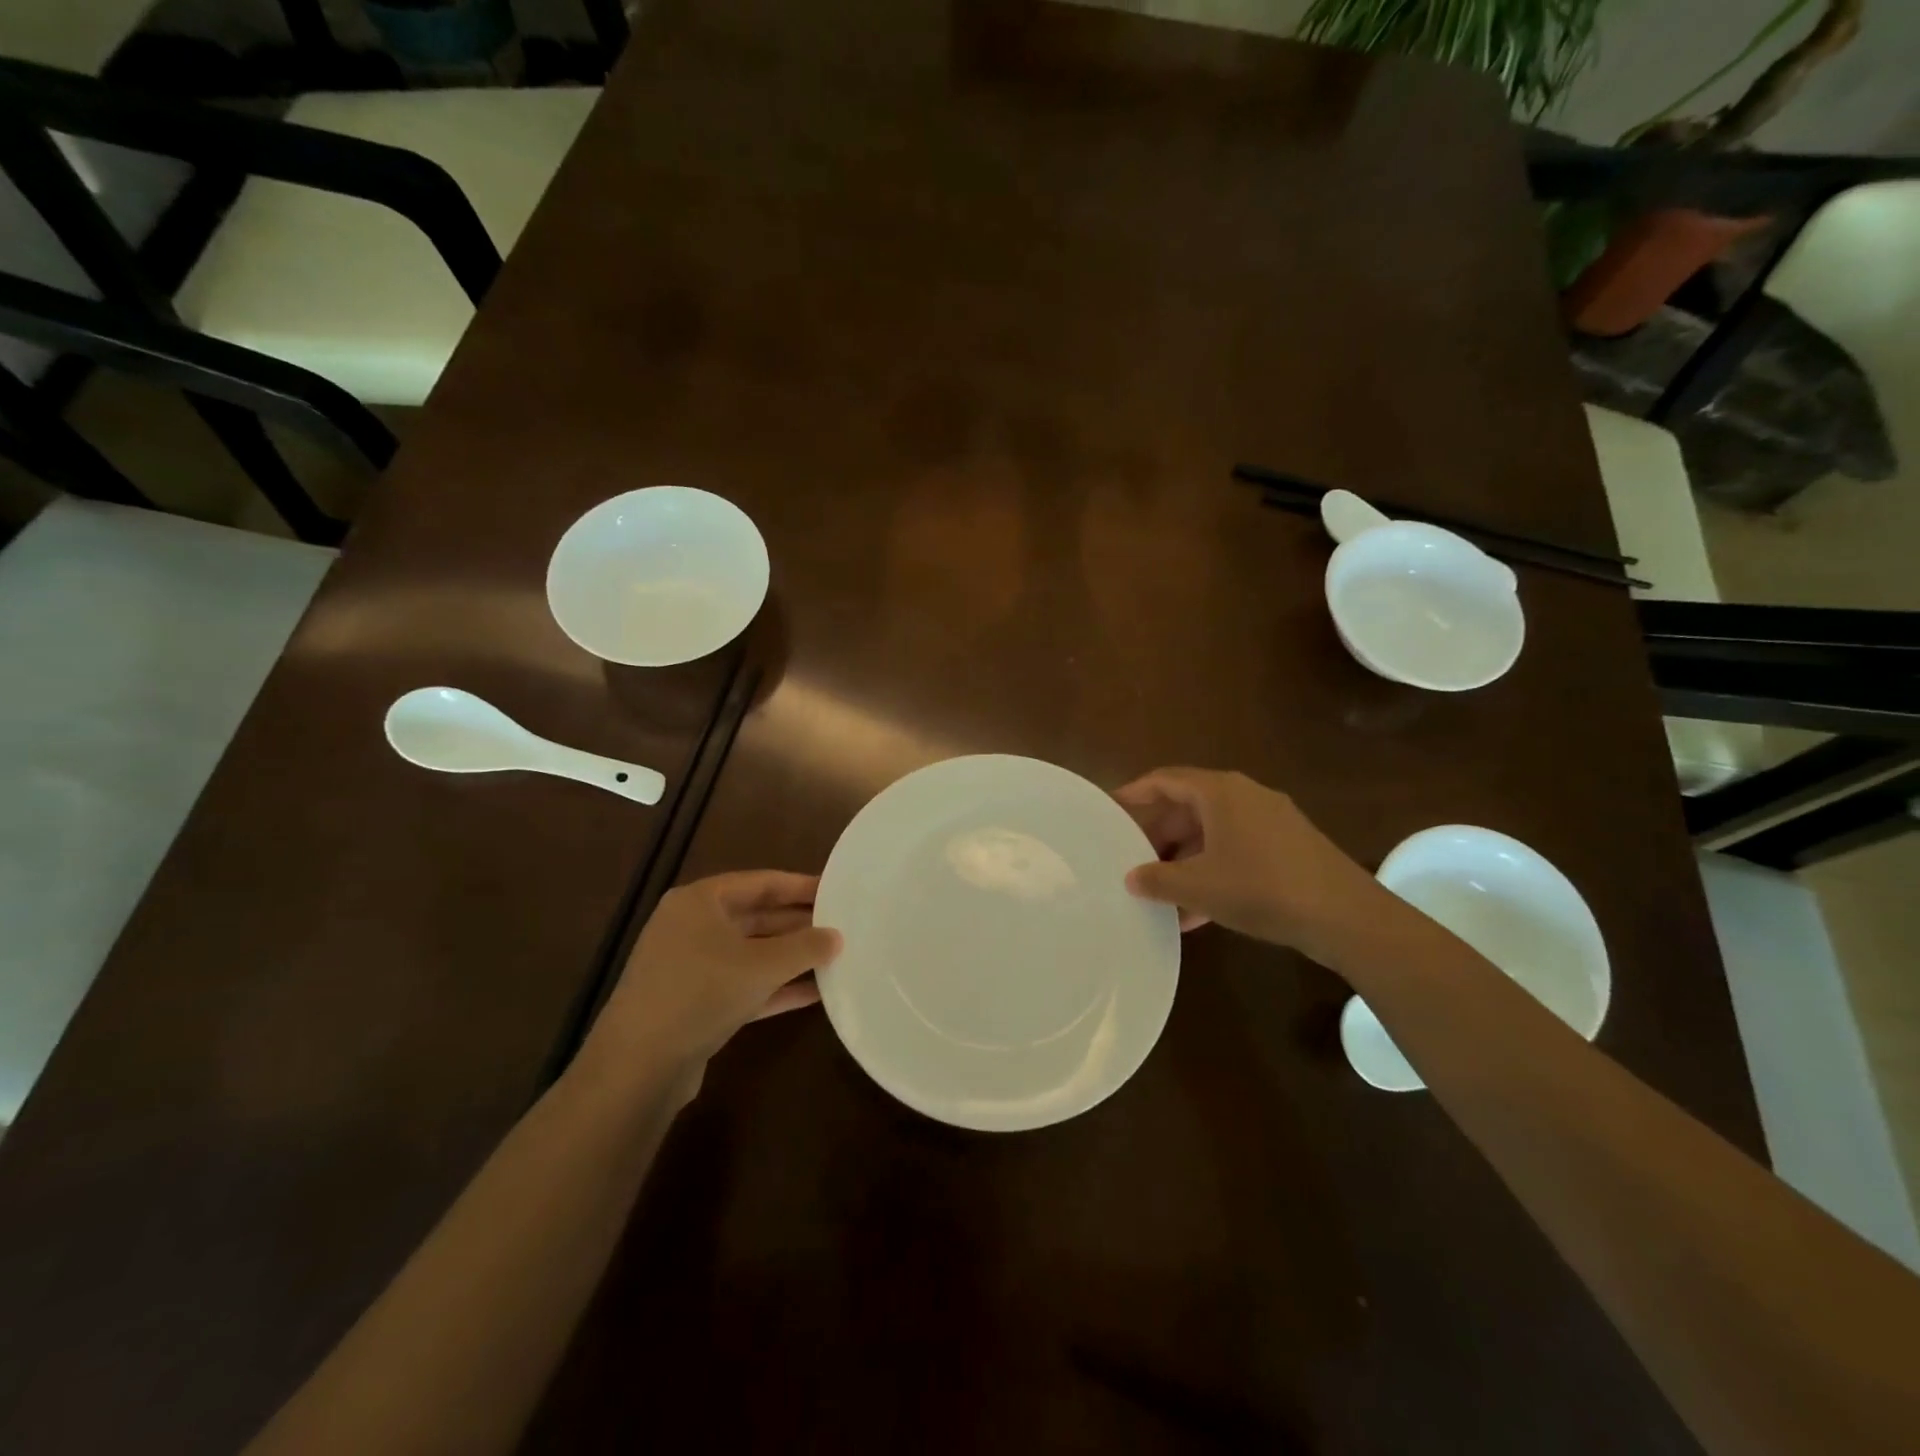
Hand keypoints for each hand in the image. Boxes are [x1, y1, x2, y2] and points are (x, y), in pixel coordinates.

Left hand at [574, 871, 841, 1097]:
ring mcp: (689, 967)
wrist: (638, 1066)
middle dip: (797, 923)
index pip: (760, 882)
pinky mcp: (693, 1004)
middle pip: (755, 916)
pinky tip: (812, 994)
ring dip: (789, 957)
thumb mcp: (762, 965)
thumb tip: (837, 936)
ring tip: (833, 957)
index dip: (800, 885)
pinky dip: (774, 987)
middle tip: (840, 925)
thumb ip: (805, 947)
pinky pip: (742, 985)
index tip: (835, 889)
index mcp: (699, 901)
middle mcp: (691, 927)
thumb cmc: (701, 993)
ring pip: (750, 953)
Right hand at [1114, 767, 1393, 962]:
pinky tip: (1198, 914)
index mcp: (1220, 792)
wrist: (1344, 916)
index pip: (1165, 780)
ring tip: (1162, 895)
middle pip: (1188, 807)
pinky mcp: (1288, 847)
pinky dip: (1212, 872)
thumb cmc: (1261, 888)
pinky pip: (1236, 850)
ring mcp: (1270, 821)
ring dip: (1185, 861)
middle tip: (1133, 862)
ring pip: (1212, 834)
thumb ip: (1158, 879)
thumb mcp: (1198, 887)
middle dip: (1158, 837)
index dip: (1134, 793)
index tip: (1110, 810)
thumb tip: (1132, 877)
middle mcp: (1245, 796)